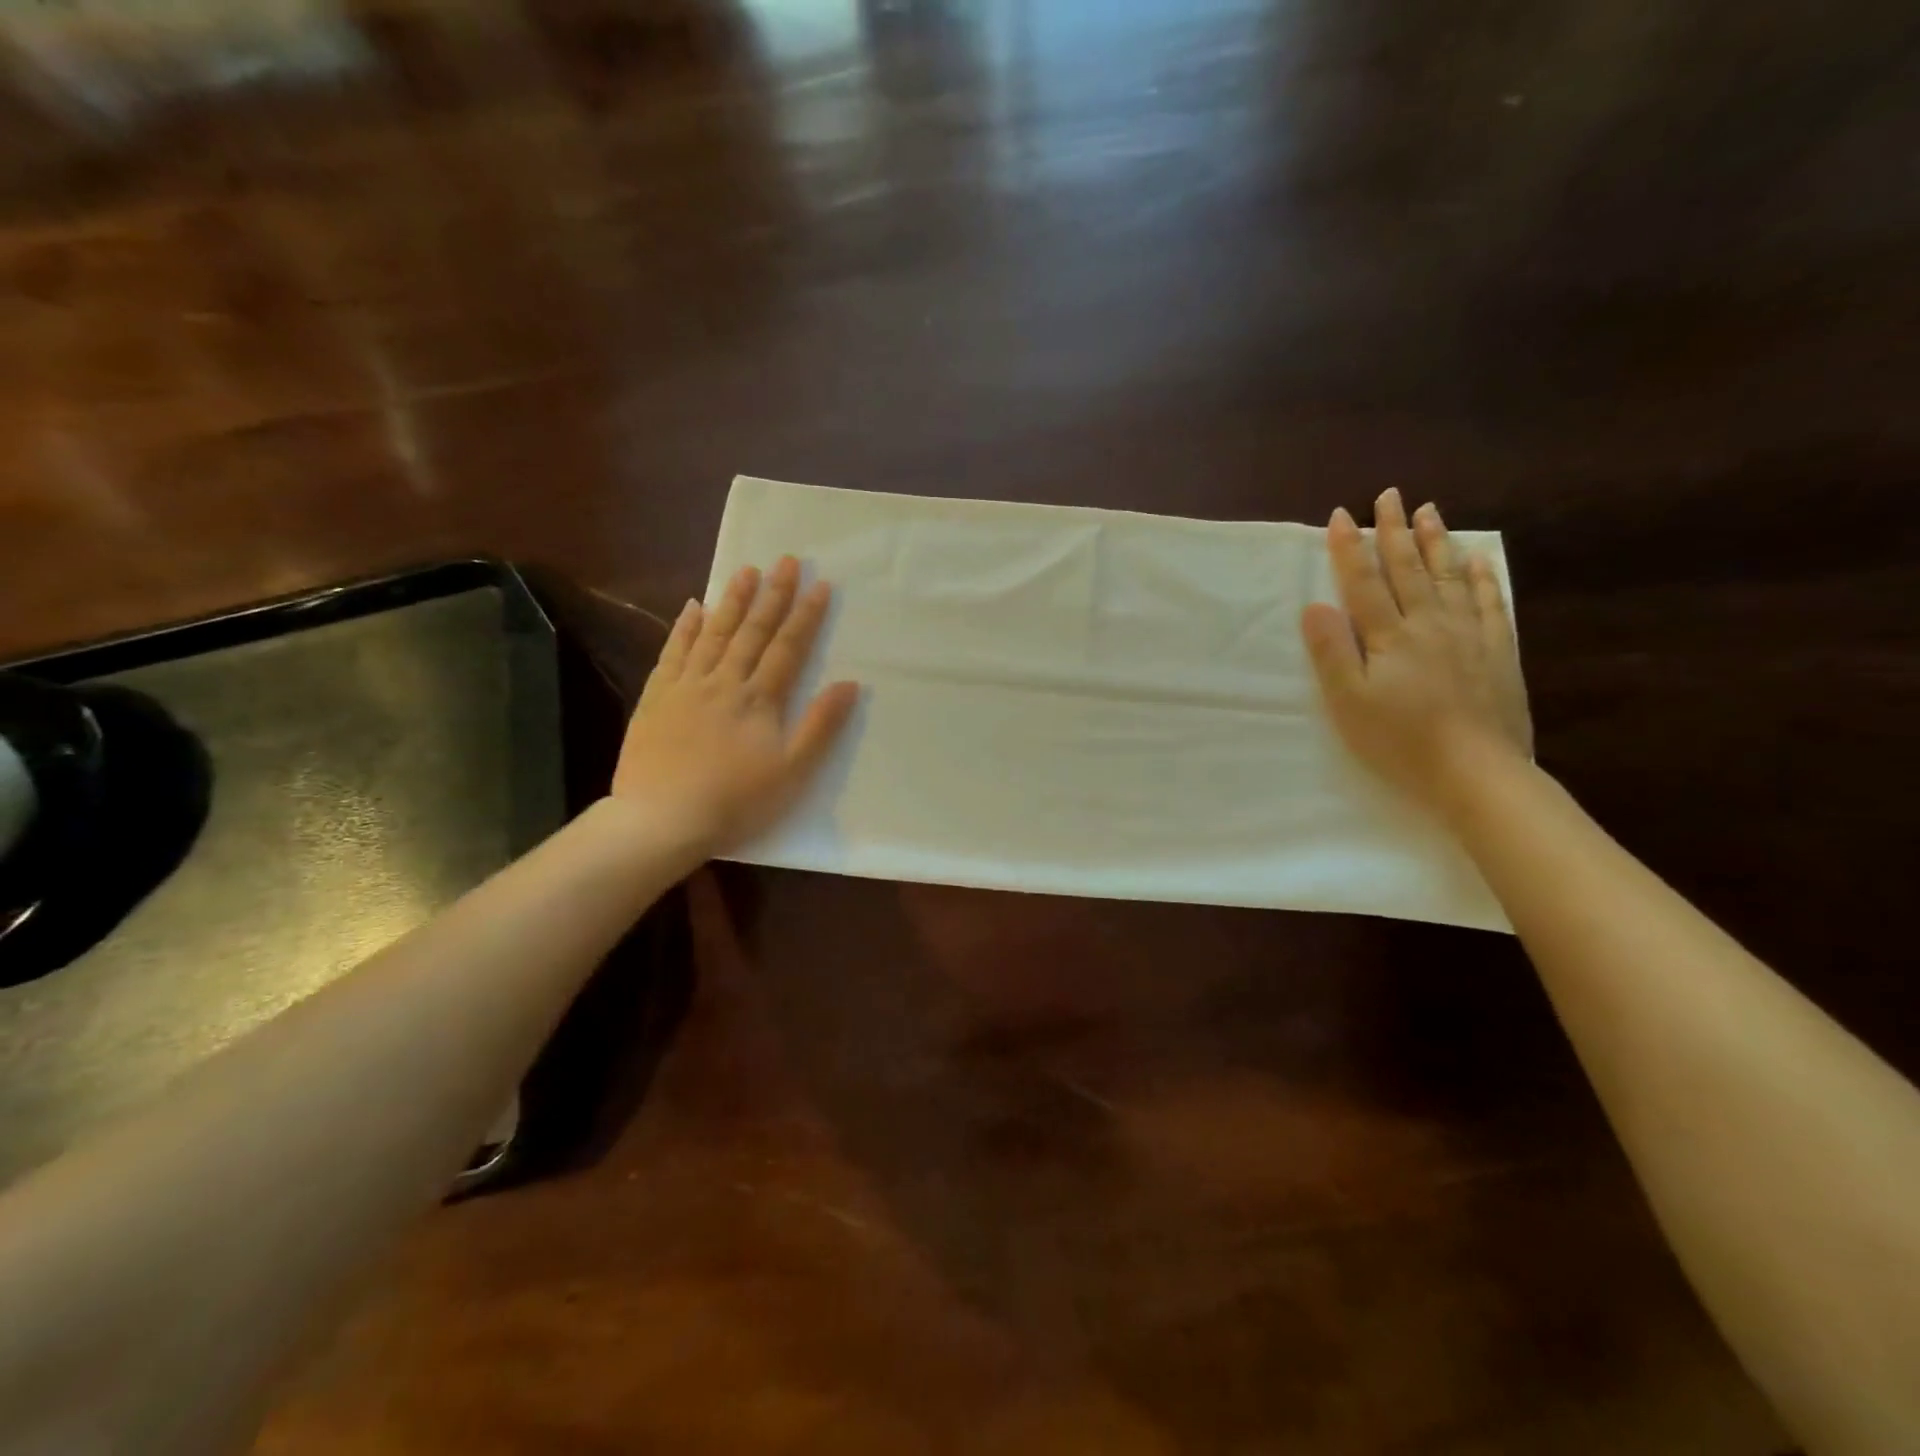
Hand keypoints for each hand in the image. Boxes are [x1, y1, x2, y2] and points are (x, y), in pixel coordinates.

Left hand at [611, 557, 859, 856]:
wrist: (662, 819)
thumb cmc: (735, 801)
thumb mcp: (791, 771)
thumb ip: (820, 725)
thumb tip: (849, 684)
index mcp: (759, 699)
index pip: (788, 648)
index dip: (806, 616)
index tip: (820, 585)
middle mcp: (724, 682)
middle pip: (753, 632)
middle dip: (773, 595)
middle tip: (786, 560)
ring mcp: (687, 686)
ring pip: (713, 633)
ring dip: (733, 601)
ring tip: (746, 571)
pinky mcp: (657, 697)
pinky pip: (673, 652)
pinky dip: (684, 628)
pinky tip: (693, 606)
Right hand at [1300, 489, 1531, 817]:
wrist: (1476, 770)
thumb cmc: (1400, 740)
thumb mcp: (1349, 702)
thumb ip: (1332, 652)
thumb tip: (1315, 606)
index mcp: (1388, 636)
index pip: (1364, 583)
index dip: (1349, 549)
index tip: (1340, 516)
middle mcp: (1428, 623)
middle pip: (1408, 569)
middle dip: (1394, 531)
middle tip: (1389, 496)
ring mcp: (1467, 634)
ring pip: (1448, 576)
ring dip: (1436, 542)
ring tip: (1428, 512)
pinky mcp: (1497, 650)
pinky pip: (1488, 602)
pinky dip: (1481, 576)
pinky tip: (1478, 558)